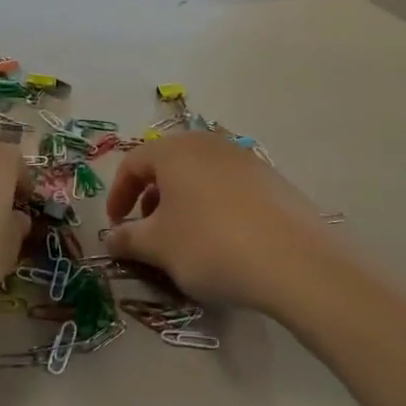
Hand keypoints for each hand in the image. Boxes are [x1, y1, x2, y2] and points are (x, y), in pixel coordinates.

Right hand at [103, 133, 336, 314]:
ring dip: (183, 202)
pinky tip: (224, 240)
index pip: (133, 163)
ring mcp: (245, 159)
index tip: (116, 226)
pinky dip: (214, 206)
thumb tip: (111, 238)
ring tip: (185, 238)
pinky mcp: (272, 180)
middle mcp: (209, 144)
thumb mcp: (158, 247)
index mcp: (175, 150)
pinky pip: (229, 187)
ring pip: (200, 174)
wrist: (294, 261)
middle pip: (168, 164)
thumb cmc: (210, 245)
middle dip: (151, 197)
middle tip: (149, 232)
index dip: (118, 194)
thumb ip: (128, 239)